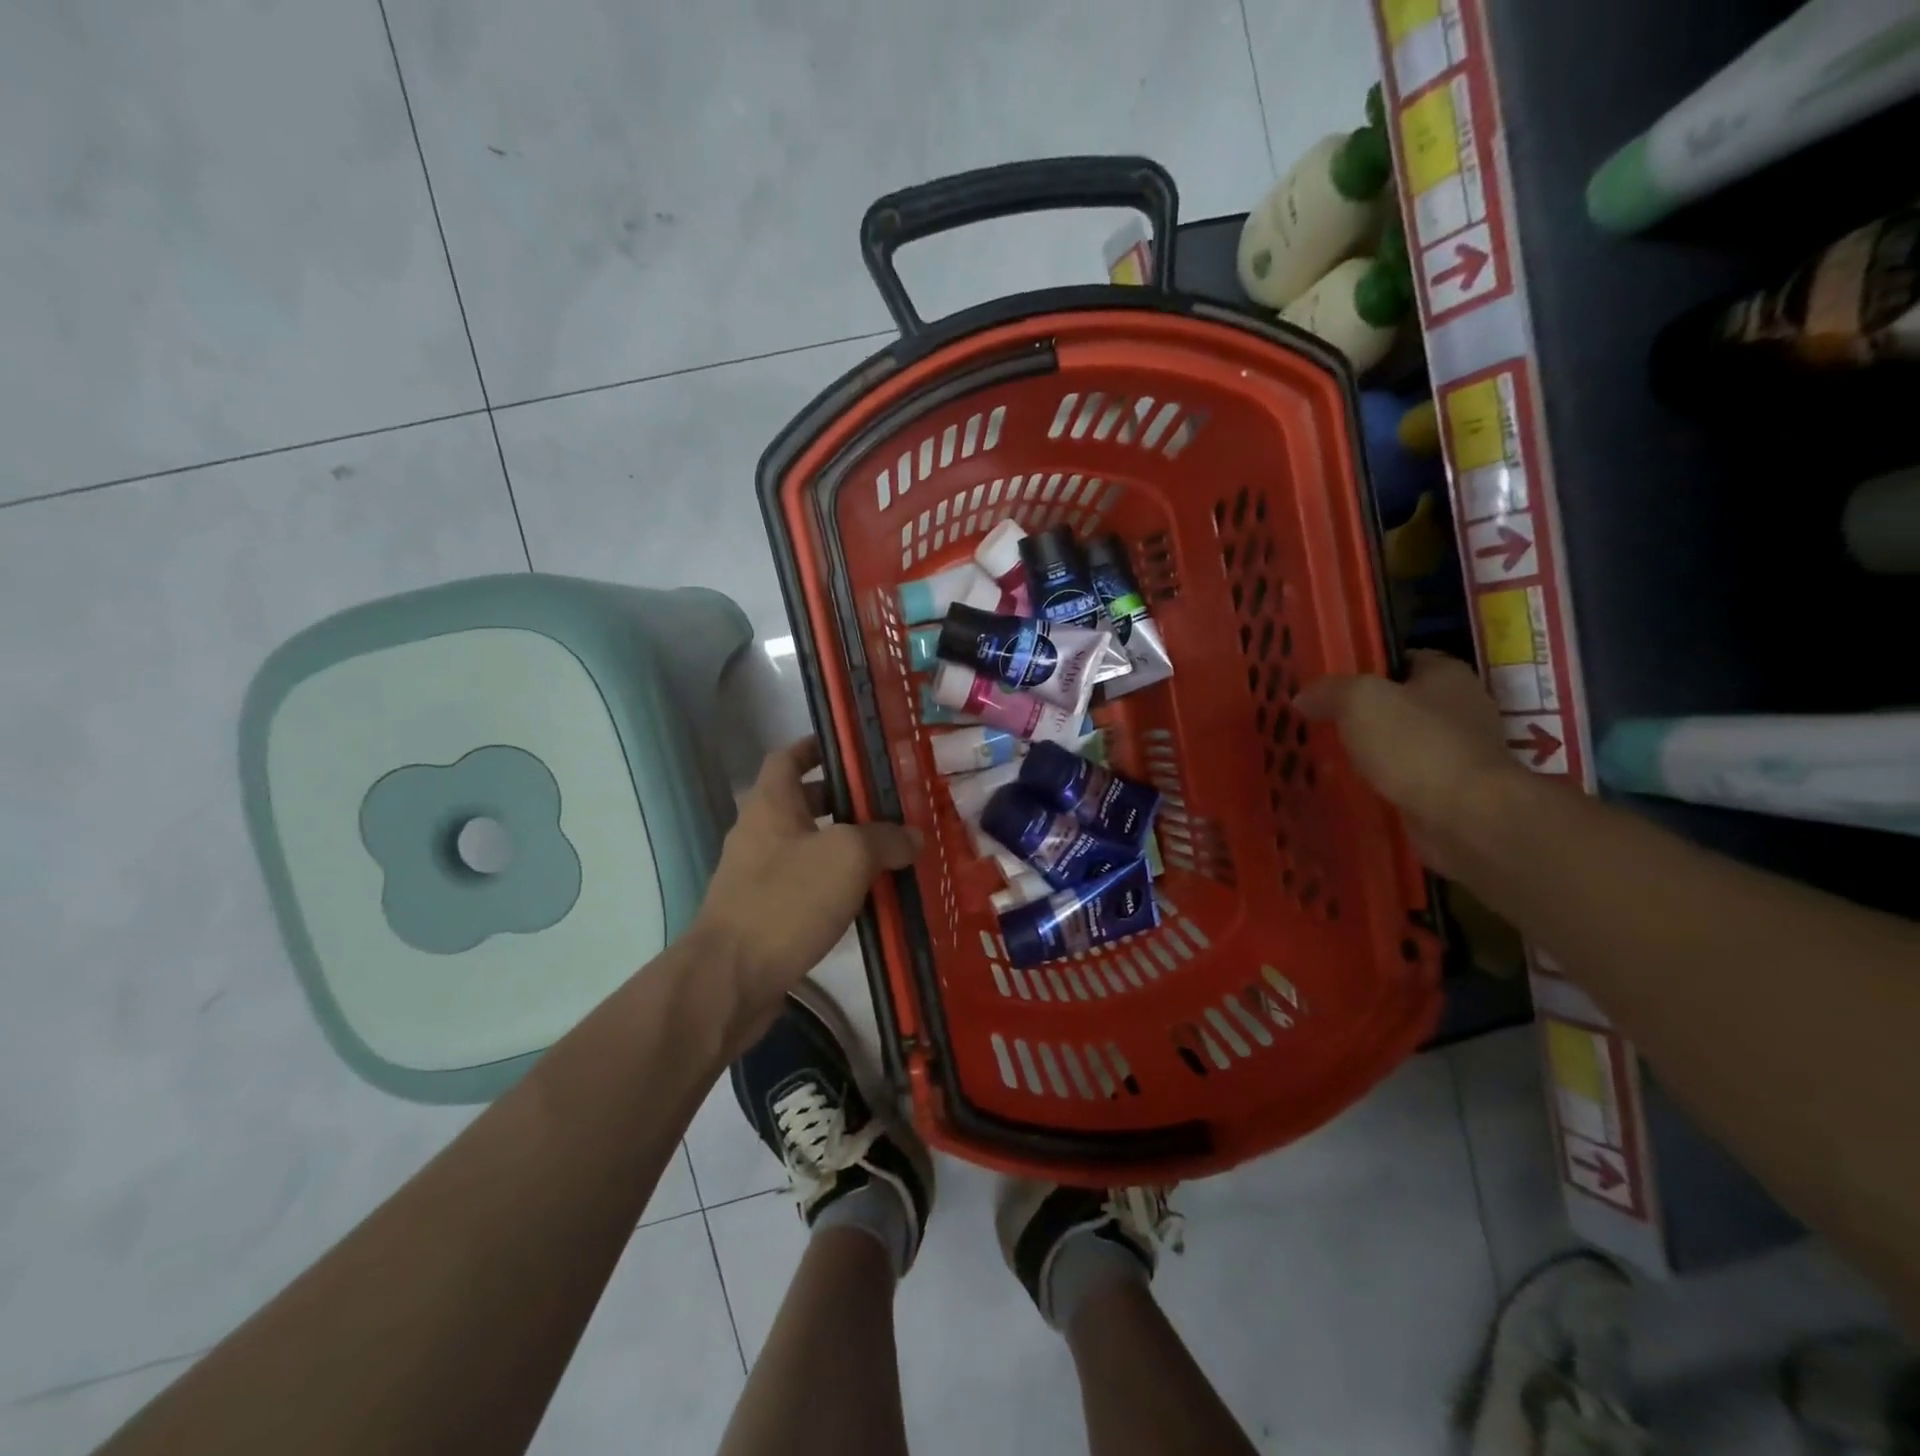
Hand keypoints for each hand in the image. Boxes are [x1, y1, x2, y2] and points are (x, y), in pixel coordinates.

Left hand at [692, 738, 921, 1044]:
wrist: (731, 979)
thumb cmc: (787, 900)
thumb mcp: (848, 857)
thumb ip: (885, 839)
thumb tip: (913, 837)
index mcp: (771, 804)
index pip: (788, 757)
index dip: (817, 747)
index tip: (852, 750)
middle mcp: (759, 832)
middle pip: (803, 803)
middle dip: (844, 802)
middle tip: (888, 807)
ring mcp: (757, 875)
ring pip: (807, 847)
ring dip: (843, 847)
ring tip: (888, 853)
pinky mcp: (763, 913)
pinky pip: (805, 886)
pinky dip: (834, 885)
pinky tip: (867, 901)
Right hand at [1296, 651, 1526, 876]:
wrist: (1466, 816)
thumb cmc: (1416, 745)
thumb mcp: (1359, 701)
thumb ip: (1329, 692)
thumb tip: (1303, 696)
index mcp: (1447, 674)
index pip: (1403, 659)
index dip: (1367, 667)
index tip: (1332, 685)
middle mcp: (1461, 708)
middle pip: (1403, 703)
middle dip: (1366, 714)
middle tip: (1323, 722)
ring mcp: (1460, 753)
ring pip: (1405, 743)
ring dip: (1375, 751)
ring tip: (1332, 757)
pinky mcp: (1454, 791)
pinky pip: (1409, 778)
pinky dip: (1386, 782)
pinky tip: (1356, 788)